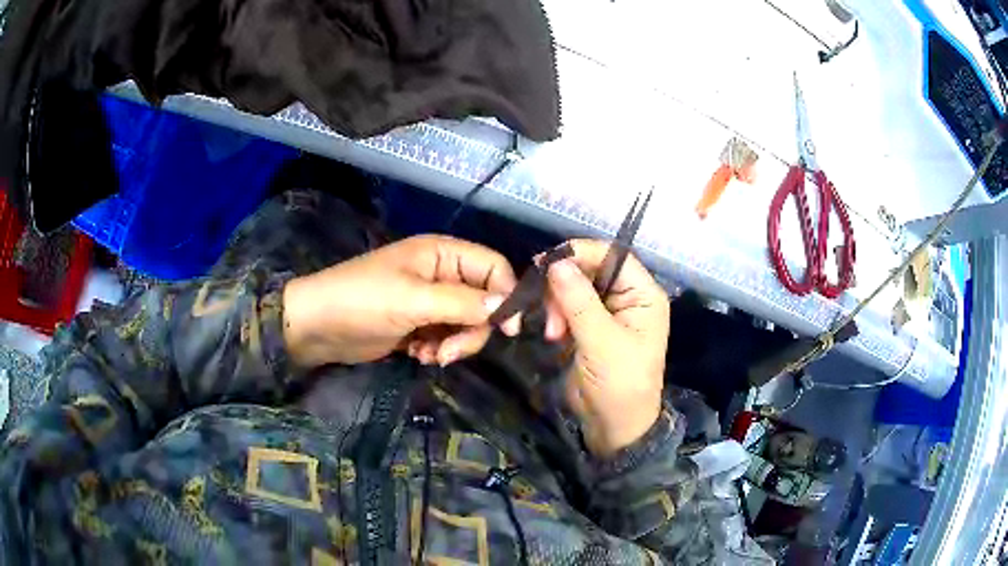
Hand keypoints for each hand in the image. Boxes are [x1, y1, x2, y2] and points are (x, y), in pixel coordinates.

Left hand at [284, 235, 536, 367]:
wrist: (316, 327)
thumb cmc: (362, 302)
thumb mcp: (414, 301)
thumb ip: (464, 303)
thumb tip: (509, 307)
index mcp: (442, 253)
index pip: (494, 267)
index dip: (506, 296)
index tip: (508, 330)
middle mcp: (441, 274)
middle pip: (483, 301)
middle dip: (472, 330)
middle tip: (449, 354)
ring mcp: (429, 300)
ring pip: (466, 323)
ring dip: (454, 344)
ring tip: (428, 356)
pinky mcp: (418, 324)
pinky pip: (446, 337)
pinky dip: (437, 350)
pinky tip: (416, 355)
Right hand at [545, 239, 669, 456]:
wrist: (613, 426)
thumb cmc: (619, 384)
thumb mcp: (601, 342)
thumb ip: (579, 301)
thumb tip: (556, 262)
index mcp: (643, 295)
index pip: (613, 256)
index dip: (581, 253)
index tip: (547, 262)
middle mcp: (627, 298)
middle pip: (590, 270)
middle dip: (564, 286)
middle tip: (546, 309)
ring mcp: (607, 313)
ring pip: (574, 288)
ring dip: (557, 304)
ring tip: (552, 332)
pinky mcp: (589, 327)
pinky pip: (567, 307)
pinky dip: (555, 316)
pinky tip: (552, 334)